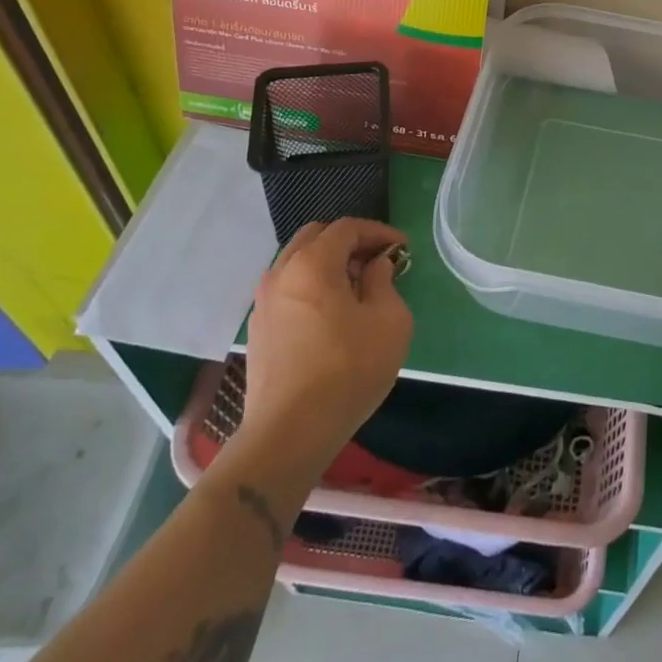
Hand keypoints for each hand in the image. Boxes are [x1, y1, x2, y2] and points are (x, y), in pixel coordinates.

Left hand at [235, 219, 411, 465]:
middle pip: (315, 237)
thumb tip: (374, 267)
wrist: (289, 433)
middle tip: (377, 261)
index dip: (378, 231)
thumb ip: (384, 282)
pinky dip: (311, 285)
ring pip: (297, 262)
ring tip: (356, 287)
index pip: (347, 228)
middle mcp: (281, 274)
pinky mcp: (258, 329)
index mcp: (312, 264)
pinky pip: (288, 289)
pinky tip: (331, 313)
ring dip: (328, 263)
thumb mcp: (389, 320)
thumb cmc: (348, 370)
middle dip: (349, 242)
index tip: (402, 248)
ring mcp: (264, 302)